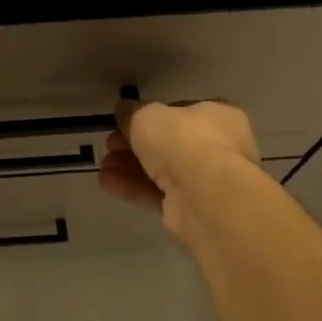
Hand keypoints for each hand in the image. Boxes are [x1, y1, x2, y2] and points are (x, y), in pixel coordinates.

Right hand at [99, 99, 259, 232]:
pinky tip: (107, 183)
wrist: (205, 195)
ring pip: (161, 170)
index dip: (148, 117)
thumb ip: (131, 112)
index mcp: (219, 115)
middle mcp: (218, 147)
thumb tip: (123, 112)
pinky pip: (158, 194)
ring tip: (102, 166)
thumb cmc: (182, 140)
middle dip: (133, 145)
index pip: (179, 112)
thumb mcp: (146, 115)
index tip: (122, 122)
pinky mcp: (192, 208)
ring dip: (128, 167)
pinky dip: (132, 187)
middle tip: (109, 146)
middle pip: (167, 143)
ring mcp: (206, 181)